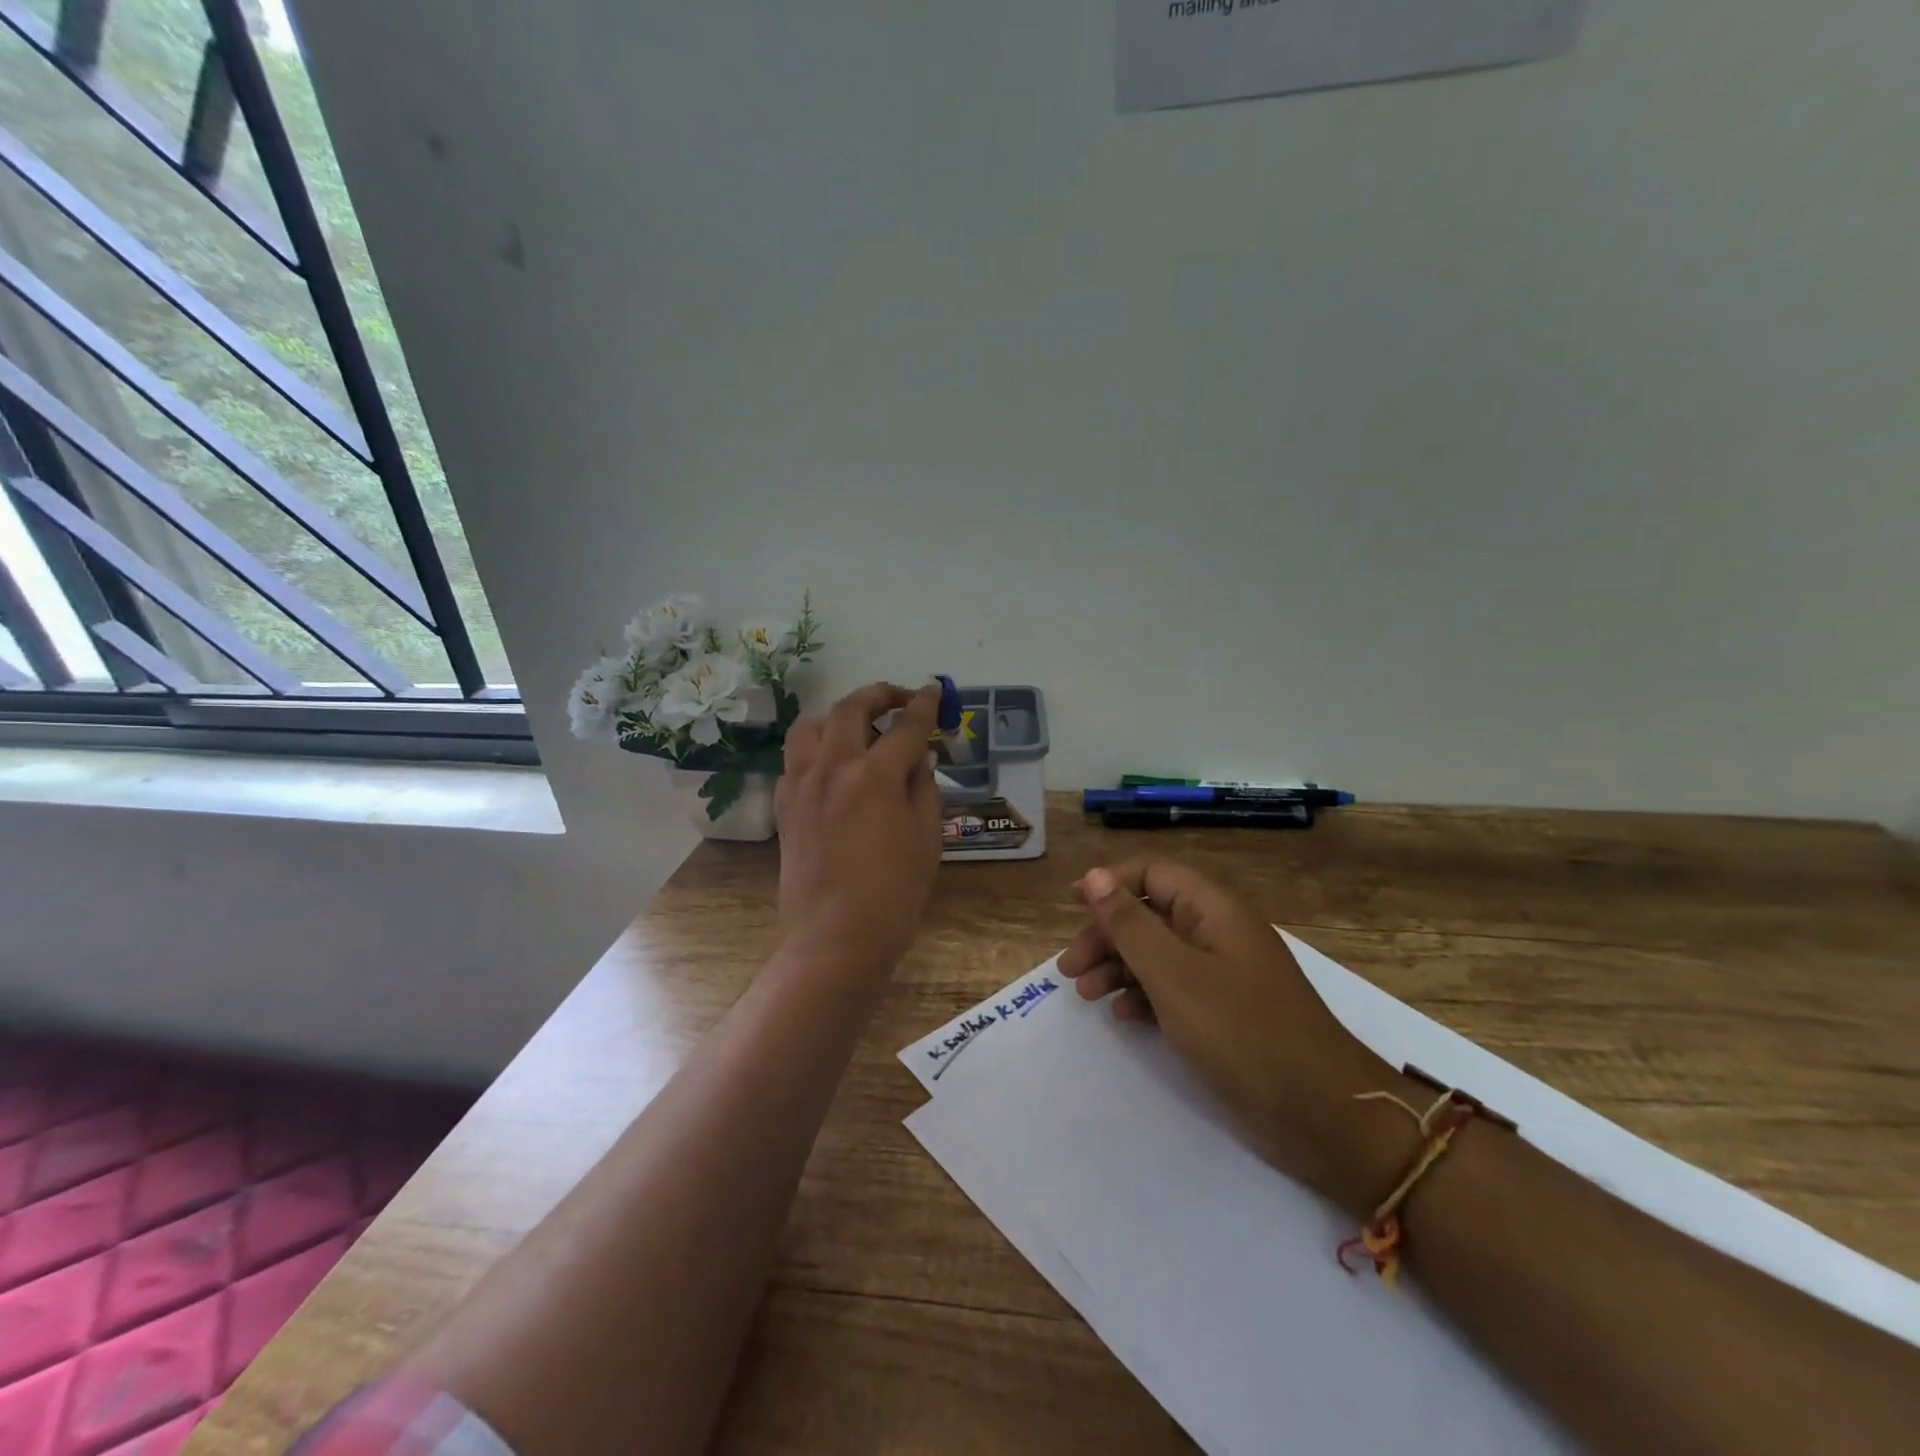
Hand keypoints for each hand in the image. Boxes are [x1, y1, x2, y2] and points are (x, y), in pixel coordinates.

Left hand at [775, 683, 943, 982]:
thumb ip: (923, 788)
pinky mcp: (784, 805)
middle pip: (851, 709)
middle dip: (880, 694)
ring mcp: (801, 784)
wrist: (834, 939)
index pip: (905, 726)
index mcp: (874, 776)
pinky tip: (833, 766)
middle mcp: (832, 768)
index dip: (924, 705)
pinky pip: (795, 759)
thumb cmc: (893, 894)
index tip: (934, 691)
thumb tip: (919, 756)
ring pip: (812, 725)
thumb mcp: (926, 839)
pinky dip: (816, 748)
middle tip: (900, 699)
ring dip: (839, 715)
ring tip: (860, 728)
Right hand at [1060, 862, 1417, 1215]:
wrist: (1322, 1113)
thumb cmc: (1242, 1031)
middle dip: (1106, 935)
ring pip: (1158, 955)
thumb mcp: (1174, 974)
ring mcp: (1224, 976)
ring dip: (1118, 967)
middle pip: (1150, 915)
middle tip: (1069, 968)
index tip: (1072, 904)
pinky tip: (1122, 1017)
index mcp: (1213, 911)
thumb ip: (1130, 924)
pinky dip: (1144, 997)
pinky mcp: (1225, 1015)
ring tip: (1085, 994)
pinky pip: (1174, 990)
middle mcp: (1218, 934)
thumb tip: (1094, 875)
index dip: (1110, 883)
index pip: (1153, 874)